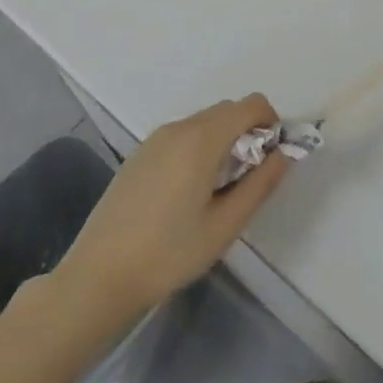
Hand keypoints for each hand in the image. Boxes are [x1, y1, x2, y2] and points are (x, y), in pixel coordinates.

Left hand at [54, 95, 290, 315]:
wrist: (98, 277)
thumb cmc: (168, 253)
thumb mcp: (225, 225)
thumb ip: (260, 184)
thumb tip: (284, 154)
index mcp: (202, 138)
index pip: (251, 105)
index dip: (271, 124)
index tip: (271, 160)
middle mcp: (179, 127)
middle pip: (228, 110)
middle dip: (248, 134)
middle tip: (247, 181)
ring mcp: (155, 138)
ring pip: (204, 122)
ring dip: (223, 141)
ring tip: (217, 191)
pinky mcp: (140, 153)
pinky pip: (182, 135)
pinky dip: (199, 148)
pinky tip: (187, 194)